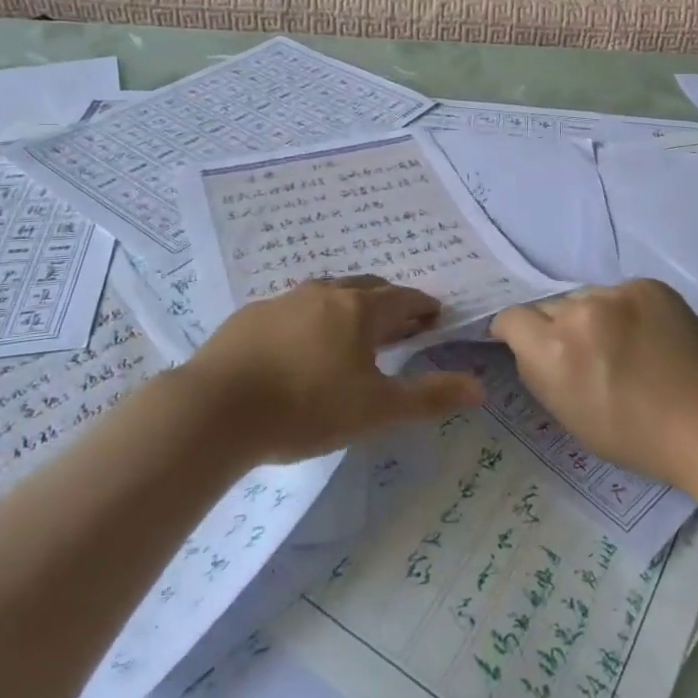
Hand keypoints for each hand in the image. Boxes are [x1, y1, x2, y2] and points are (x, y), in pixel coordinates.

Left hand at [186, 276, 484, 464]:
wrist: (216, 409)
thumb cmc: (306, 408)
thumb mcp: (375, 410)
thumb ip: (429, 396)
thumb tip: (480, 388)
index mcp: (360, 309)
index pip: (404, 298)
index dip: (424, 307)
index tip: (434, 317)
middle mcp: (325, 293)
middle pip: (368, 287)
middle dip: (389, 302)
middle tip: (399, 325)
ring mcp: (284, 300)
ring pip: (328, 294)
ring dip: (348, 307)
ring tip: (352, 333)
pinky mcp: (252, 315)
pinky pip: (294, 308)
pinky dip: (311, 319)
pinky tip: (300, 346)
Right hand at [491, 280, 697, 489]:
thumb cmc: (635, 436)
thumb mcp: (567, 416)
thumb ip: (538, 371)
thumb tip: (525, 344)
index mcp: (554, 350)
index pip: (511, 317)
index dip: (516, 332)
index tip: (529, 345)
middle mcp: (580, 312)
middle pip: (550, 307)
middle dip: (557, 327)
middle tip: (585, 354)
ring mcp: (618, 294)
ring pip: (586, 298)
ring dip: (591, 316)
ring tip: (622, 344)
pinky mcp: (648, 285)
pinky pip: (619, 293)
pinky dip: (624, 311)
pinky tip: (646, 336)